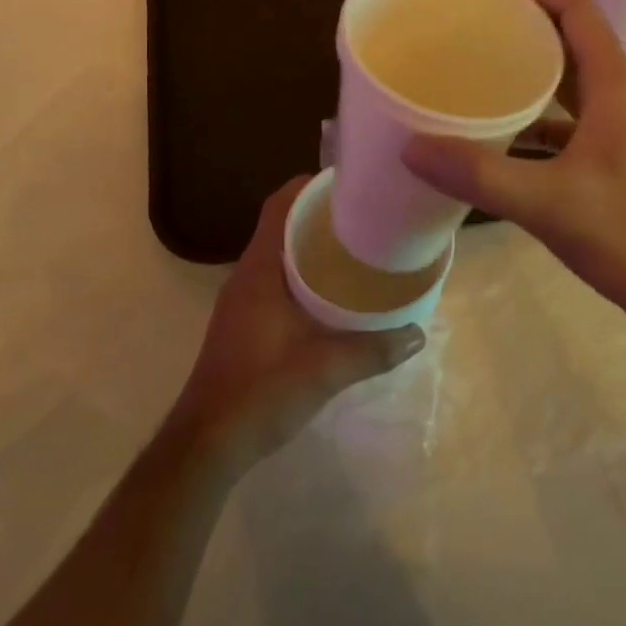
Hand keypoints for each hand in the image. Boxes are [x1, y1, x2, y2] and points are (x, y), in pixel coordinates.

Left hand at [171, 177, 424, 468]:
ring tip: (355, 247)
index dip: (309, 185)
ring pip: (279, 252)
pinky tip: (332, 293)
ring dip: (311, 244)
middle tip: (363, 214)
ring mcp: (243, 298)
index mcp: (260, 268)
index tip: (347, 182)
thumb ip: (371, 350)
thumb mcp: (323, 370)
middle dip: (319, 213)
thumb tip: (417, 333)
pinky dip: (303, 272)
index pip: (279, 205)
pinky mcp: (244, 321)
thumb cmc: (260, 392)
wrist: (207, 444)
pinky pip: (276, 277)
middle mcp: (247, 273)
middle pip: (282, 224)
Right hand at [402, 0, 625, 336]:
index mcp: (611, 84)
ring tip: (473, 65)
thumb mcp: (551, 203)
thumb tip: (411, 147)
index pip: (576, 7)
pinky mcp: (606, 159)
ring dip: (525, 65)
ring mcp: (613, 129)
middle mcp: (614, 95)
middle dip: (520, 18)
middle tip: (465, 20)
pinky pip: (561, 119)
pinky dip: (529, 114)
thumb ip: (480, 175)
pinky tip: (494, 133)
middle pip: (567, 35)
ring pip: (565, 78)